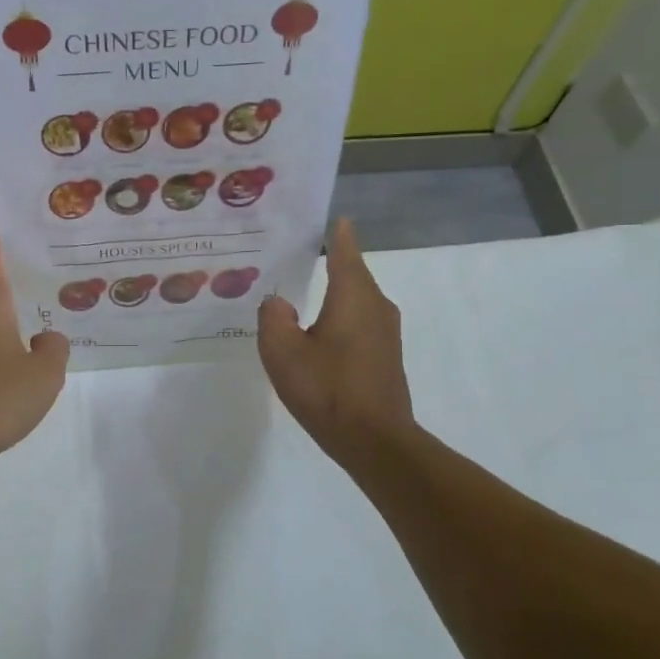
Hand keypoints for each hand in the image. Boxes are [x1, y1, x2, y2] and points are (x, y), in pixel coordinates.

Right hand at [258, 218, 415, 466]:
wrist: (374, 441)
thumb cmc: (327, 389)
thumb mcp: (282, 352)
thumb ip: (273, 318)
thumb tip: (278, 303)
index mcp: (353, 295)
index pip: (344, 250)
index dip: (336, 233)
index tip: (327, 218)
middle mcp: (376, 305)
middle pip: (352, 273)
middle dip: (328, 261)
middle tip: (296, 255)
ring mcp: (386, 333)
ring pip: (356, 300)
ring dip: (334, 293)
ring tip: (302, 292)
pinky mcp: (386, 356)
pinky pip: (360, 323)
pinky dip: (340, 318)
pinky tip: (318, 332)